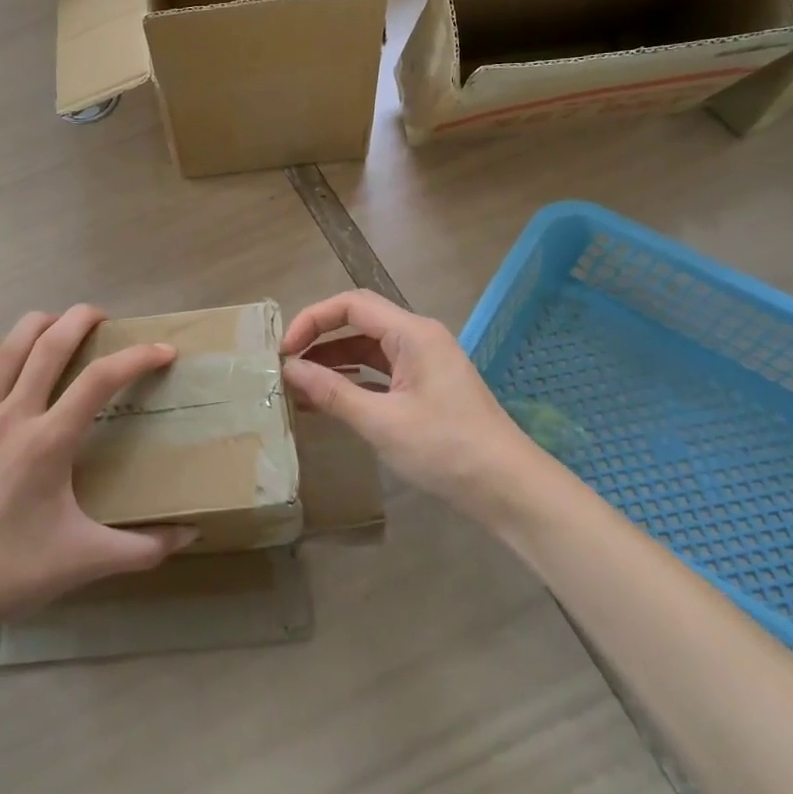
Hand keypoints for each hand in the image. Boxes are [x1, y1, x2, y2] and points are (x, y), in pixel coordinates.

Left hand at [0, 306, 196, 640]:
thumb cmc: (12, 573)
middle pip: (50, 348)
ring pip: (5, 353)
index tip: (163, 349)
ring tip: (53, 319)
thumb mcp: (86, 560)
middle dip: (79, 321)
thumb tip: (191, 537)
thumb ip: (144, 548)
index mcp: (50, 442)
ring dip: (33, 326)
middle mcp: (12, 417)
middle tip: (100, 315)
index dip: (137, 357)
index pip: (102, 380)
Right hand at [281, 290, 552, 526]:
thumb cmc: (446, 449)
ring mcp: (423, 364)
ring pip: (367, 349)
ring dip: (332, 363)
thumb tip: (288, 369)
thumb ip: (332, 392)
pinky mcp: (425, 388)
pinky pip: (380, 373)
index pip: (351, 305)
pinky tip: (326, 402)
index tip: (284, 351)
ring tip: (296, 386)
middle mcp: (418, 338)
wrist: (508, 489)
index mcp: (413, 333)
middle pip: (358, 323)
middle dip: (319, 340)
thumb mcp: (382, 422)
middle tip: (285, 367)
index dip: (312, 320)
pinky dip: (352, 382)